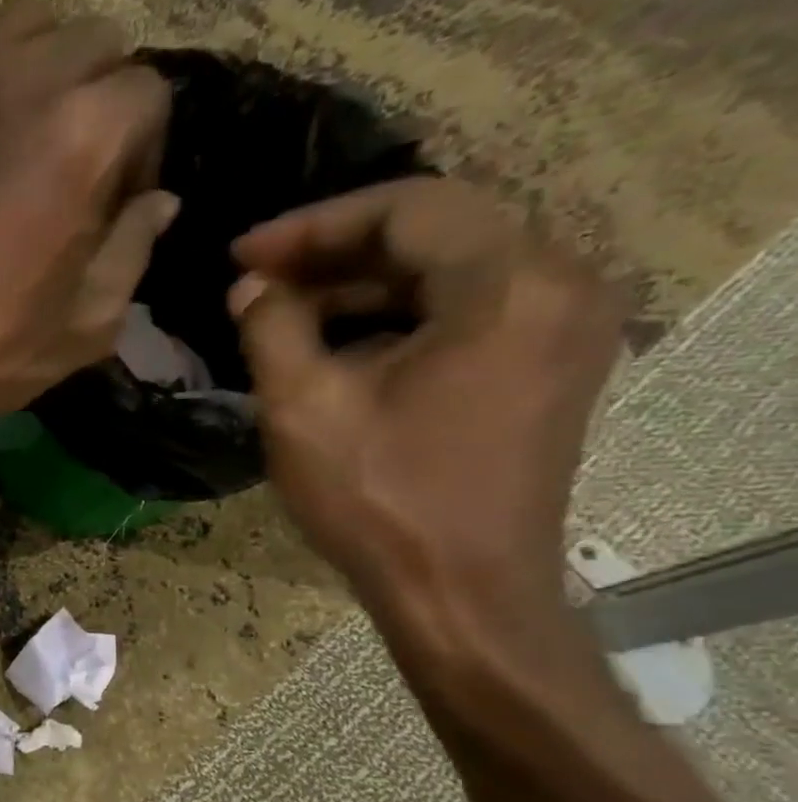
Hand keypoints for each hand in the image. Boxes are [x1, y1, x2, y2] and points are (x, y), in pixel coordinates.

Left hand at [0, 0, 176, 438]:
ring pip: (21, 30)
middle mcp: (17, 79)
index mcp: (81, 129)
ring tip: (26, 140)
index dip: (145, 150)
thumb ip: (132, 250)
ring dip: (42, 70)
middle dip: (103, 94)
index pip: (149, 92)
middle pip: (92, 39)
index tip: (119, 203)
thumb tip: (156, 204)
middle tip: (79, 165)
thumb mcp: (82, 326)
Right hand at [228, 177, 625, 633]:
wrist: (459, 592)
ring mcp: (561, 328)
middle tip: (257, 279)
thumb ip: (271, 327)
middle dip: (335, 250)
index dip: (312, 224)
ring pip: (449, 271)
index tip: (241, 255)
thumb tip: (252, 287)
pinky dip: (396, 316)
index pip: (408, 209)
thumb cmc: (380, 499)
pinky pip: (466, 310)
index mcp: (510, 285)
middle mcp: (559, 287)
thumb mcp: (302, 408)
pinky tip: (334, 343)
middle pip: (436, 232)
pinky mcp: (546, 366)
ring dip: (361, 284)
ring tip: (282, 311)